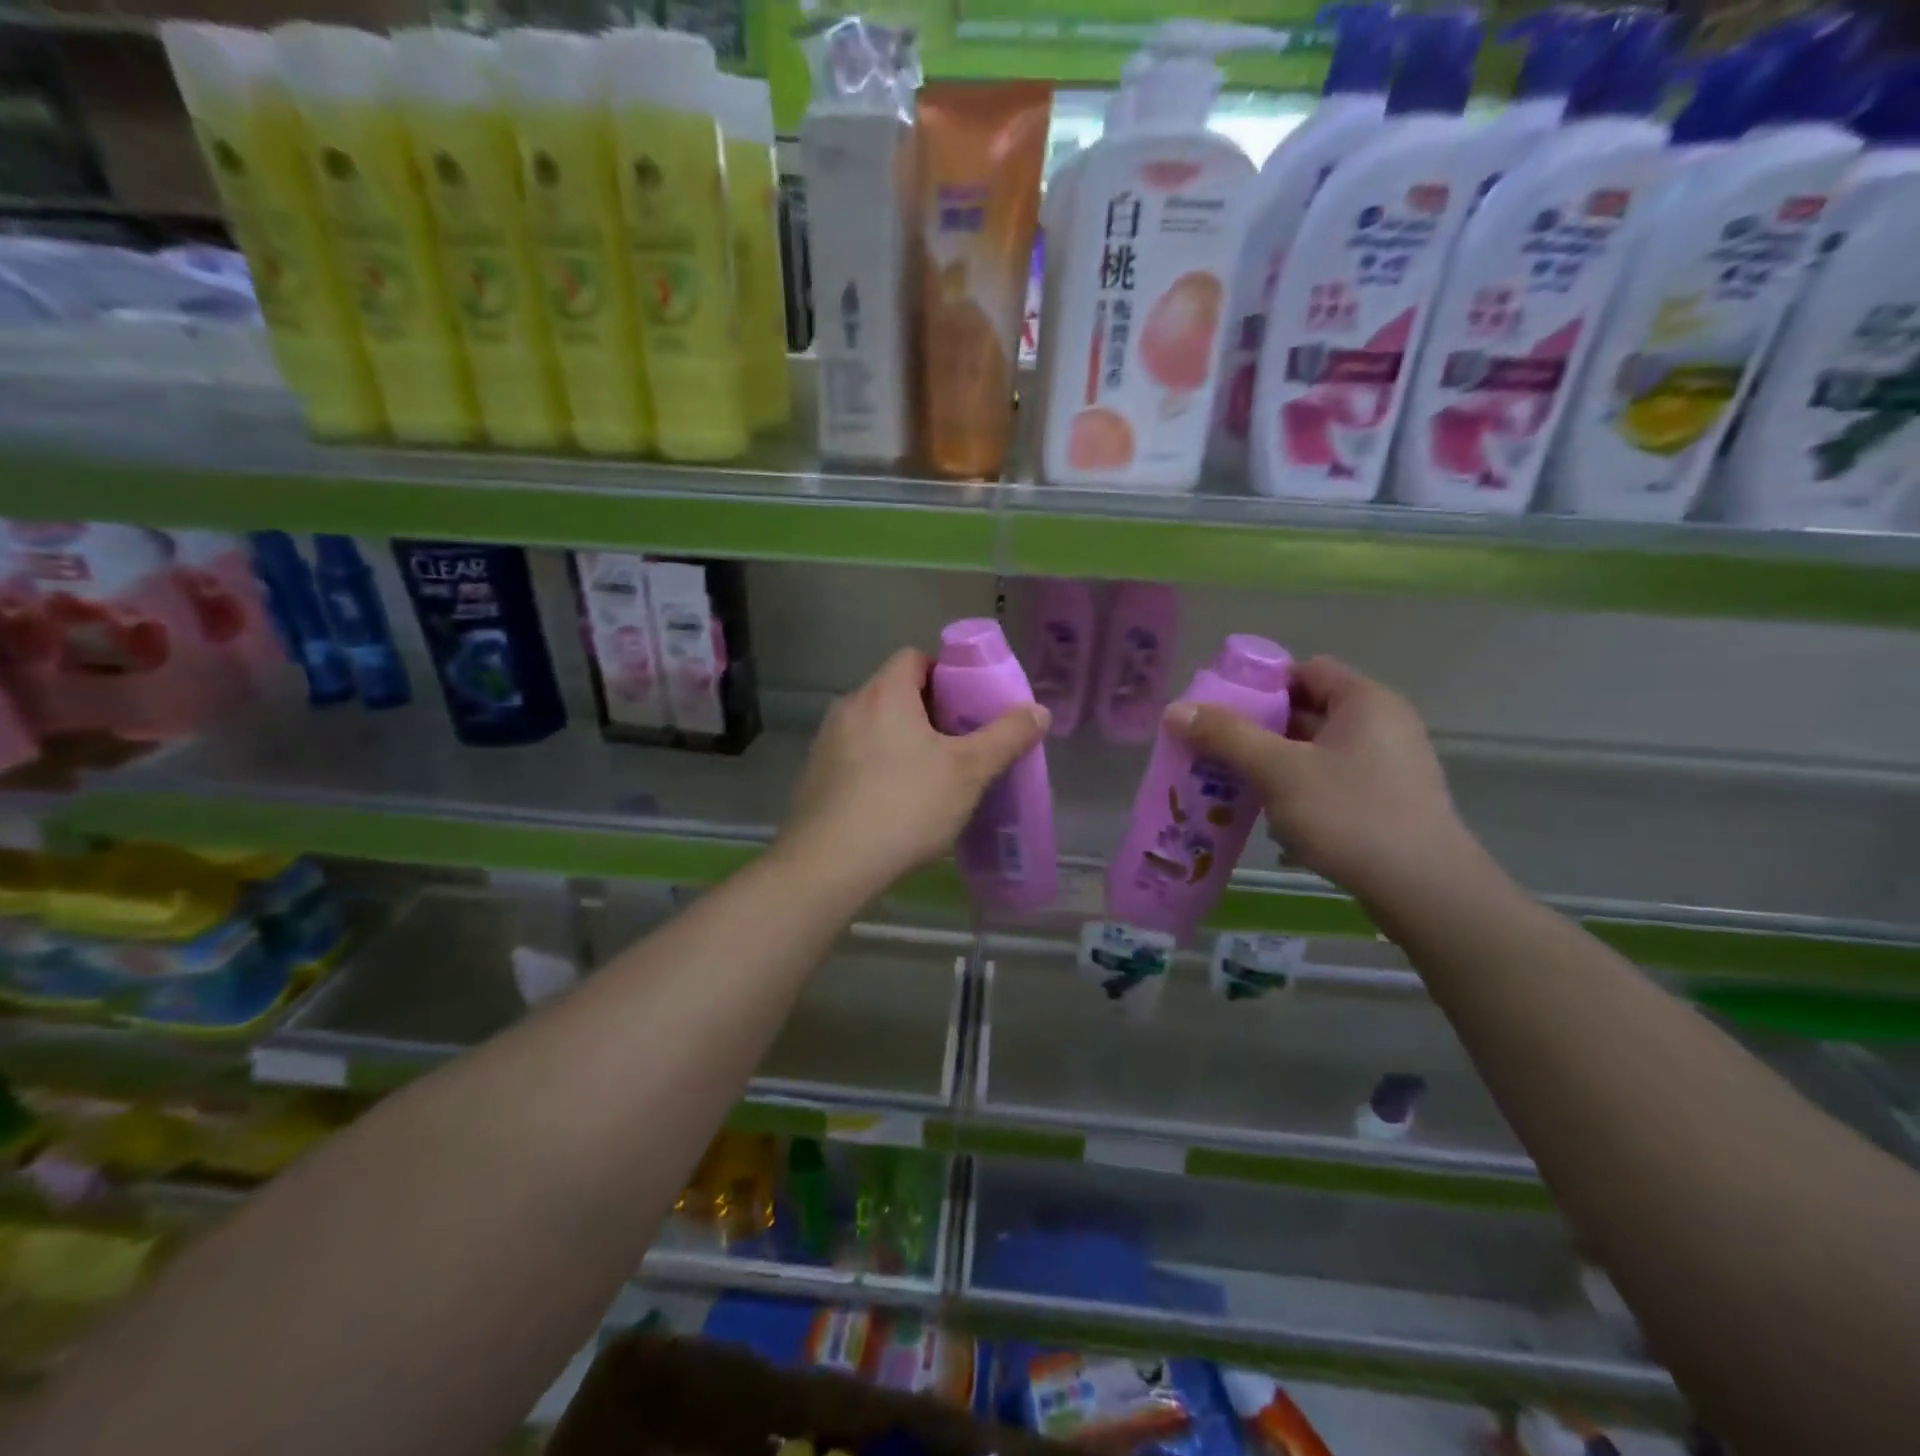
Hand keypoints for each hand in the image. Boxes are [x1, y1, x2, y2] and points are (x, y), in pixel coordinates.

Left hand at [782, 648, 1048, 891]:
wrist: (831, 864)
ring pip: (873, 727)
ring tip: (930, 775)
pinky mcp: (815, 777)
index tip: (967, 705)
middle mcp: (849, 707)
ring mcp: (826, 742)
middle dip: (927, 711)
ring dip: (900, 740)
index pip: (914, 658)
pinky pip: (854, 757)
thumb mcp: (969, 771)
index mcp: (884, 693)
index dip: (944, 673)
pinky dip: (877, 767)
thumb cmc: (906, 805)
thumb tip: (1039, 710)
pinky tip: (895, 802)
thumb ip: (1006, 737)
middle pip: (893, 692)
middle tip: (958, 743)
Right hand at [1163, 656, 1474, 905]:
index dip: (1260, 685)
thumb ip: (1226, 736)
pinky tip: (1273, 814)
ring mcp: (1389, 764)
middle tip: (1216, 749)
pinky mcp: (1388, 800)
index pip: (1304, 671)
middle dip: (1259, 728)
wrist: (1424, 890)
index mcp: (1365, 700)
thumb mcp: (1278, 771)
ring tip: (1234, 782)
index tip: (1220, 711)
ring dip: (1276, 762)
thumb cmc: (1349, 815)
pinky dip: (1300, 788)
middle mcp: (1383, 723)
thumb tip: (1175, 709)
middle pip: (1308, 709)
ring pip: (1317, 749)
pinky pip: (1332, 778)